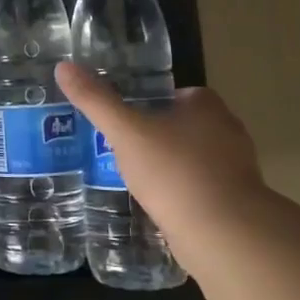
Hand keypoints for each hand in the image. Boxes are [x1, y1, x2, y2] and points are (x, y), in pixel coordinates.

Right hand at [54, 63, 266, 224]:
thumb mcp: (125, 132)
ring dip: (168, 166)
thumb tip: (63, 66)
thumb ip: (95, 101)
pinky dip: (180, 193)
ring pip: (192, 158)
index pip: (176, 94)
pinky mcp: (234, 201)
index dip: (150, 103)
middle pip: (184, 125)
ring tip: (134, 178)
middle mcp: (227, 131)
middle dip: (157, 135)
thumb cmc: (173, 172)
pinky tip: (156, 204)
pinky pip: (200, 188)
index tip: (124, 119)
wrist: (223, 233)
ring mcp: (235, 169)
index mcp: (207, 106)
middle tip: (122, 148)